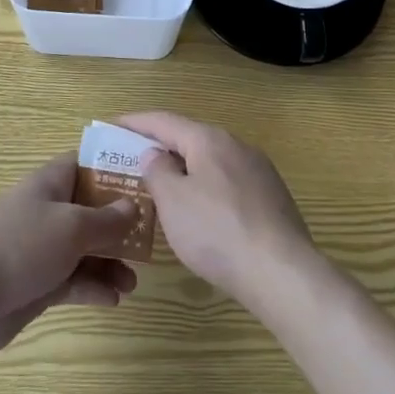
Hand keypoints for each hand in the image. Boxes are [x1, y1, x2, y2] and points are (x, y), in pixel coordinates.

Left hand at [0, 153, 138, 360]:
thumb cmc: (20, 245)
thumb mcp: (73, 226)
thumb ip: (107, 219)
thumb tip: (133, 206)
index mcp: (52, 182)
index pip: (88, 164)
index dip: (116, 170)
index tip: (147, 182)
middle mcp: (49, 210)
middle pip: (92, 210)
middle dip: (120, 225)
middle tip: (148, 242)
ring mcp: (42, 248)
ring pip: (86, 249)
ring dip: (110, 263)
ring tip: (132, 282)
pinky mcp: (37, 283)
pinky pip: (73, 280)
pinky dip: (93, 287)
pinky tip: (113, 299)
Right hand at [117, 110, 319, 308]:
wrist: (282, 272)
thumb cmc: (217, 231)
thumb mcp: (173, 201)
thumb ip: (158, 172)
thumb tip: (155, 155)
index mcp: (209, 140)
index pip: (165, 121)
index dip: (136, 123)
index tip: (113, 125)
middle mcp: (236, 146)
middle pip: (190, 140)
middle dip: (161, 149)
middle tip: (133, 163)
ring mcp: (259, 171)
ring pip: (211, 164)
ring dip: (185, 172)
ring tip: (163, 190)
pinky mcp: (272, 198)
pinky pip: (228, 184)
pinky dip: (206, 190)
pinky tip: (200, 215)